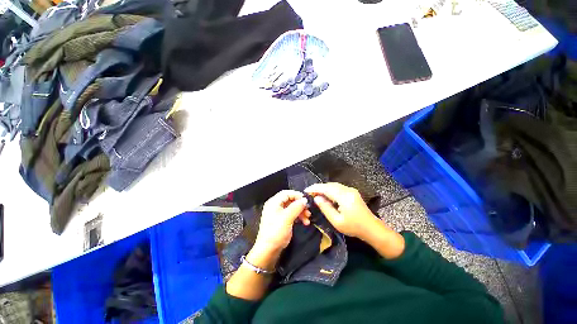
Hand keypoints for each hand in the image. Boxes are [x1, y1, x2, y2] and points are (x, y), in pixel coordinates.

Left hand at [248, 190, 309, 268]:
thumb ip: (296, 207)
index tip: (306, 200)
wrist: (268, 250)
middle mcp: (276, 206)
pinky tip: (304, 222)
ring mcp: (279, 213)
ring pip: (292, 208)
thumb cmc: (276, 231)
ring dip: (301, 212)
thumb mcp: (287, 218)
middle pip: (290, 200)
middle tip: (308, 211)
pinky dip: (298, 217)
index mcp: (274, 202)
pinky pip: (292, 214)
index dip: (297, 195)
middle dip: (300, 205)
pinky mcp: (282, 220)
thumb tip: (305, 200)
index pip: (286, 193)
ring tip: (308, 219)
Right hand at [305, 183, 380, 239]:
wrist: (372, 228)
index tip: (306, 190)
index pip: (326, 188)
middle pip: (329, 185)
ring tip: (315, 194)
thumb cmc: (354, 227)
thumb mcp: (337, 221)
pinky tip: (326, 195)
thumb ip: (325, 208)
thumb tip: (316, 198)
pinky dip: (329, 190)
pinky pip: (338, 188)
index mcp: (344, 197)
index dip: (315, 188)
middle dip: (318, 188)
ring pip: (333, 185)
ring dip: (324, 188)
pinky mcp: (352, 192)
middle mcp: (347, 190)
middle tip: (309, 193)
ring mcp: (351, 190)